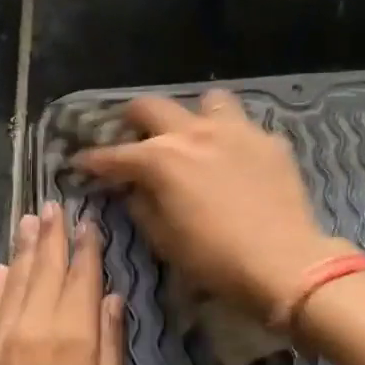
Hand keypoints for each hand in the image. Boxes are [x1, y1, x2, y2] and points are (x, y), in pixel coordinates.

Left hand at [0, 202, 126, 364]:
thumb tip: (114, 298)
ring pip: (15, 281)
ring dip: (24, 248)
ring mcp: (0, 339)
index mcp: (74, 338)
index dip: (87, 247)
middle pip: (46, 270)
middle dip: (53, 235)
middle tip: (54, 205)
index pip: (82, 278)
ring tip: (30, 220)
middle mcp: (34, 328)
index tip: (89, 222)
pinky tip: (3, 268)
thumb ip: (113, 345)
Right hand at [72, 90, 351, 320]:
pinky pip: (245, 128)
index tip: (80, 162)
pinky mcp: (270, 141)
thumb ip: (142, 206)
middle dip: (132, 119)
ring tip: (195, 138)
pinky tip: (238, 162)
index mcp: (161, 159)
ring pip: (208, 101)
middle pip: (152, 106)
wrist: (284, 263)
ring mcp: (236, 131)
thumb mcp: (165, 240)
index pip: (114, 154)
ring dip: (194, 116)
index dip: (92, 160)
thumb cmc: (215, 260)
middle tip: (131, 136)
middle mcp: (194, 133)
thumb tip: (132, 188)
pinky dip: (234, 141)